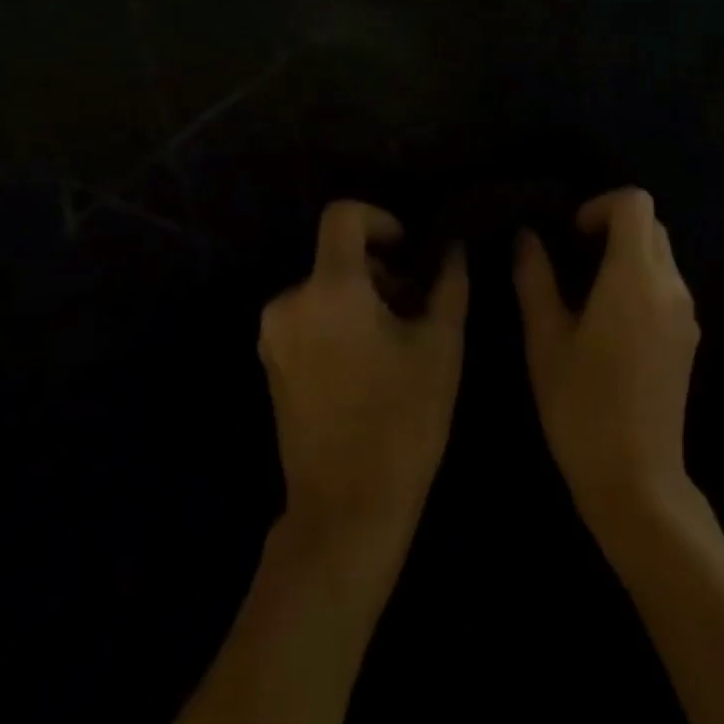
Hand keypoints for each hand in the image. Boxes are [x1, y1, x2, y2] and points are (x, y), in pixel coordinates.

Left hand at [259, 202, 466, 560]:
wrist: (347, 508)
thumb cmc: (403, 419)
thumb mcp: (441, 345)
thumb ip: (448, 283)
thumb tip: (452, 248)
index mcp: (330, 289)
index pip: (343, 216)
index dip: (380, 219)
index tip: (409, 251)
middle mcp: (289, 302)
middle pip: (337, 257)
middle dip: (380, 271)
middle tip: (416, 309)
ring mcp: (273, 336)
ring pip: (325, 289)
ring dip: (363, 299)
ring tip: (397, 342)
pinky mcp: (271, 364)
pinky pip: (309, 318)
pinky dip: (339, 322)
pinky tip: (369, 364)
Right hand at [514, 189, 699, 527]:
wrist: (636, 478)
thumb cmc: (581, 406)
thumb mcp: (545, 340)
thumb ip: (535, 279)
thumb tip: (527, 237)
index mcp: (635, 278)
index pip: (635, 203)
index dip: (601, 205)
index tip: (572, 235)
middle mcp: (671, 286)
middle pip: (651, 225)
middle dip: (613, 228)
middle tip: (573, 260)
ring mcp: (686, 313)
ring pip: (662, 256)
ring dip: (627, 256)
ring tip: (587, 294)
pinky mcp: (689, 337)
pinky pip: (668, 286)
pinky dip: (641, 282)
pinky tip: (611, 323)